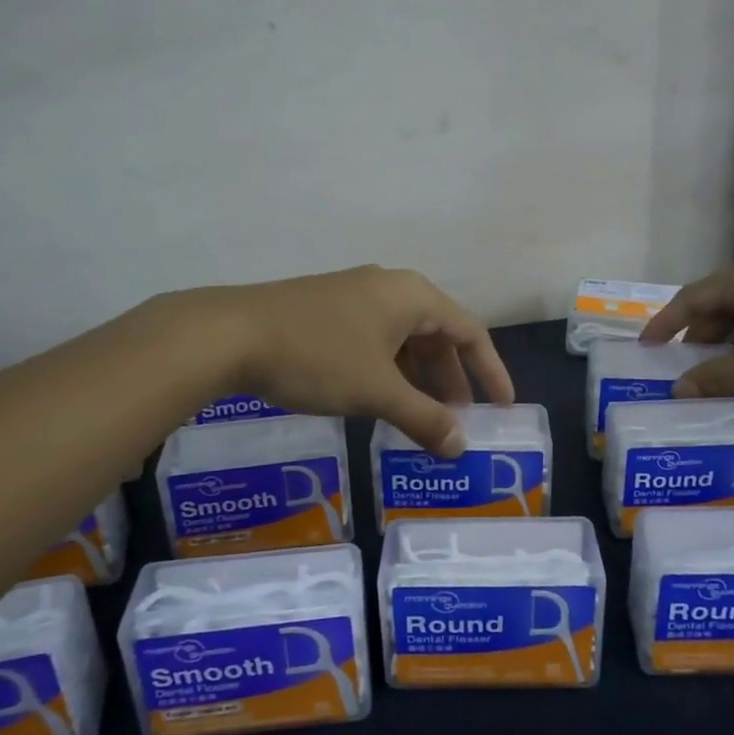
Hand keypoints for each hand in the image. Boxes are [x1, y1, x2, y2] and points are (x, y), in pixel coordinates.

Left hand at [171, 266, 513, 456]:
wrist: (230, 334)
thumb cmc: (317, 356)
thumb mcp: (377, 392)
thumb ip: (424, 419)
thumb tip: (460, 447)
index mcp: (413, 296)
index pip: (470, 332)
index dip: (491, 372)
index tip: (503, 407)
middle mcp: (390, 288)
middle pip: (437, 335)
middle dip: (451, 380)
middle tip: (457, 422)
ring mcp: (355, 295)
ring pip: (403, 339)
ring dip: (418, 379)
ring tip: (420, 419)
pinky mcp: (327, 309)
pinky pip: (375, 340)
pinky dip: (388, 371)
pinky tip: (378, 400)